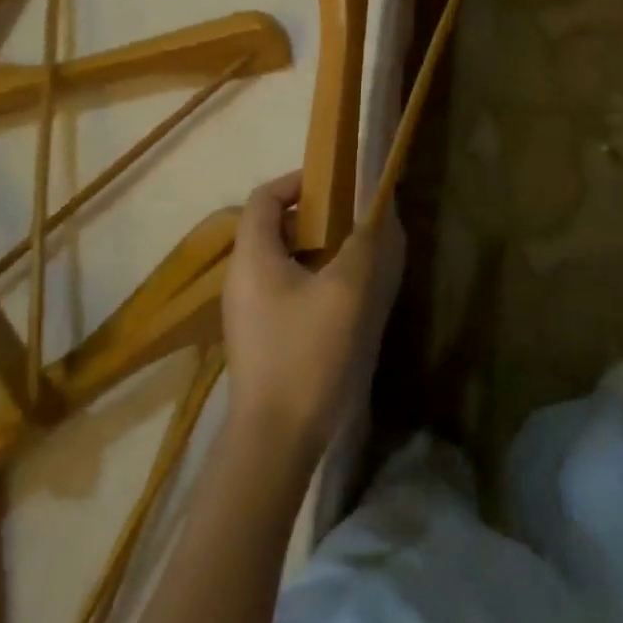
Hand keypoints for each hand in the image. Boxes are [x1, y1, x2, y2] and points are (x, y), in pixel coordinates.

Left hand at [221, 172, 389, 458]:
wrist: (275, 441)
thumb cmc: (307, 355)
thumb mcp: (346, 292)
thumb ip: (366, 244)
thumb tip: (381, 211)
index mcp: (253, 256)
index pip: (265, 196)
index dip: (299, 180)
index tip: (337, 184)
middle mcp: (242, 277)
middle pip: (273, 227)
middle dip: (315, 218)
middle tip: (354, 224)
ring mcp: (247, 311)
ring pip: (281, 262)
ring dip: (317, 251)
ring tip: (356, 262)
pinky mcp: (259, 338)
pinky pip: (284, 291)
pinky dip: (312, 281)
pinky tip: (343, 304)